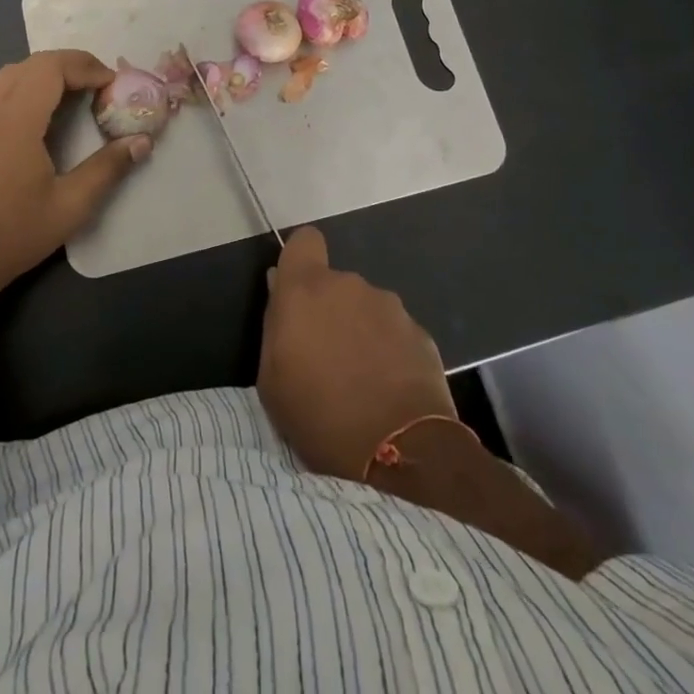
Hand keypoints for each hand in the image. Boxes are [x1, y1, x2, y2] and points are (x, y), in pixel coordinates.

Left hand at [0, 48, 151, 301]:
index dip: (85, 67)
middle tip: (99, 85)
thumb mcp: (71, 206)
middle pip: (31, 64)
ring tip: (75, 95)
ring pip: (10, 74)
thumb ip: (108, 168)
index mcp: (15, 122)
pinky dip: (26, 87)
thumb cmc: (12, 235)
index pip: (50, 68)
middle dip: (69, 65)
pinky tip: (43, 116)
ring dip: (46, 74)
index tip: (112, 84)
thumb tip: (142, 141)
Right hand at [257, 226, 455, 479]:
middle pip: (335, 283)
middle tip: (327, 357)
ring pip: (367, 309)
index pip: (305, 240)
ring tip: (362, 380)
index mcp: (306, 288)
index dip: (301, 260)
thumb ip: (276, 324)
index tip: (298, 292)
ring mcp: (390, 307)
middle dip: (330, 310)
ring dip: (361, 331)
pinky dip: (390, 353)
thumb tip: (280, 287)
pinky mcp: (421, 334)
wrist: (399, 454)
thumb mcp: (272, 379)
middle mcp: (350, 285)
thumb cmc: (318, 417)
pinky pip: (395, 333)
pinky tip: (390, 391)